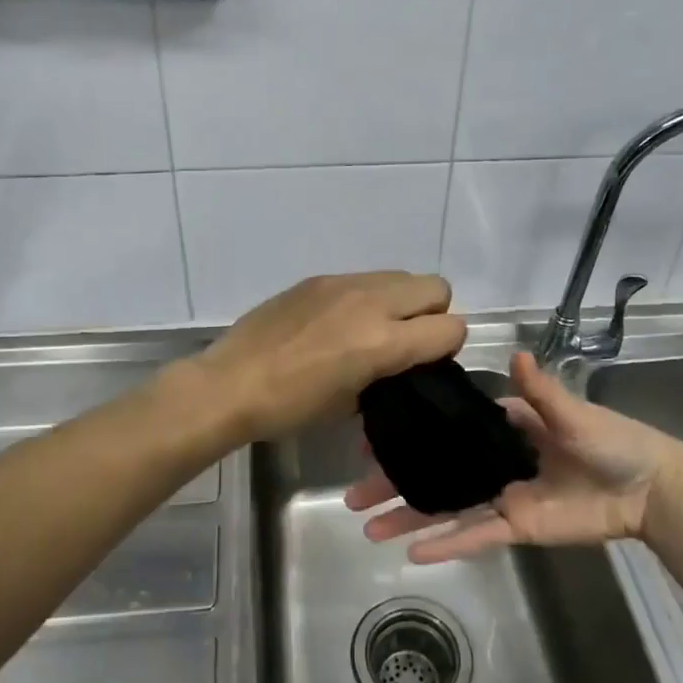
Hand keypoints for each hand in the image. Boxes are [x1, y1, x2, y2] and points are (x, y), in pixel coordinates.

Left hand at [189, 272, 466, 444]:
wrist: (231, 383)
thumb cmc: (291, 407)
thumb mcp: (351, 404)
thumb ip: (388, 375)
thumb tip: (398, 363)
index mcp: (382, 341)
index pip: (451, 327)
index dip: (447, 347)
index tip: (427, 362)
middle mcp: (371, 302)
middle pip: (436, 287)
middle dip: (432, 313)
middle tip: (405, 340)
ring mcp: (343, 284)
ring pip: (400, 276)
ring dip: (400, 301)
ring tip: (371, 328)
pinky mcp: (319, 278)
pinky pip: (363, 279)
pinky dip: (366, 297)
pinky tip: (337, 322)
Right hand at [344, 349, 682, 562]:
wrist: (648, 490)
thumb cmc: (611, 440)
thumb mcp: (574, 413)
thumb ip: (541, 392)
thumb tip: (517, 354)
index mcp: (501, 427)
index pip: (444, 428)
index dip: (409, 432)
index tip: (371, 438)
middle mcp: (491, 461)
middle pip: (433, 471)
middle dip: (394, 481)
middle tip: (353, 492)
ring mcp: (500, 496)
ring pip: (444, 508)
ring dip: (408, 517)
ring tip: (367, 526)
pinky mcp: (515, 528)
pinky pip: (474, 536)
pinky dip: (445, 545)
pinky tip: (409, 553)